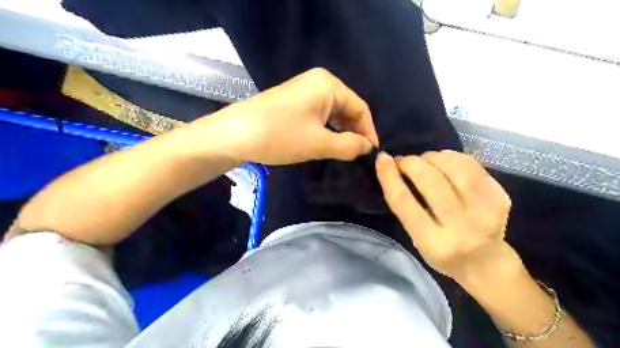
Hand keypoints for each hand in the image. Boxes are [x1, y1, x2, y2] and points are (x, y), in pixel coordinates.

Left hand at [183, 68, 377, 165]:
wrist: (234, 134)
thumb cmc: (280, 135)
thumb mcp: (319, 143)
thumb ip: (349, 145)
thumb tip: (368, 147)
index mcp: (328, 84)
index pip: (360, 107)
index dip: (369, 131)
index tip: (371, 153)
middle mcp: (318, 82)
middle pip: (347, 108)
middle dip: (354, 131)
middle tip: (359, 155)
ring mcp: (304, 91)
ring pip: (332, 113)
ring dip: (341, 132)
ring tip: (346, 152)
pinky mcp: (293, 102)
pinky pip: (319, 115)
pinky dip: (326, 129)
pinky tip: (328, 143)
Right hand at [375, 150, 519, 282]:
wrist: (486, 262)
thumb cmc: (442, 251)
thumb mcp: (416, 236)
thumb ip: (405, 206)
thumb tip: (393, 167)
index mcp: (434, 242)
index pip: (404, 202)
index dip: (390, 177)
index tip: (382, 159)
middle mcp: (461, 227)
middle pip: (430, 181)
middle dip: (411, 163)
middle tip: (404, 161)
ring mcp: (485, 210)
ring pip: (452, 166)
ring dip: (431, 157)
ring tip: (424, 161)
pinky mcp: (499, 196)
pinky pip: (470, 163)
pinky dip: (450, 157)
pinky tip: (444, 163)